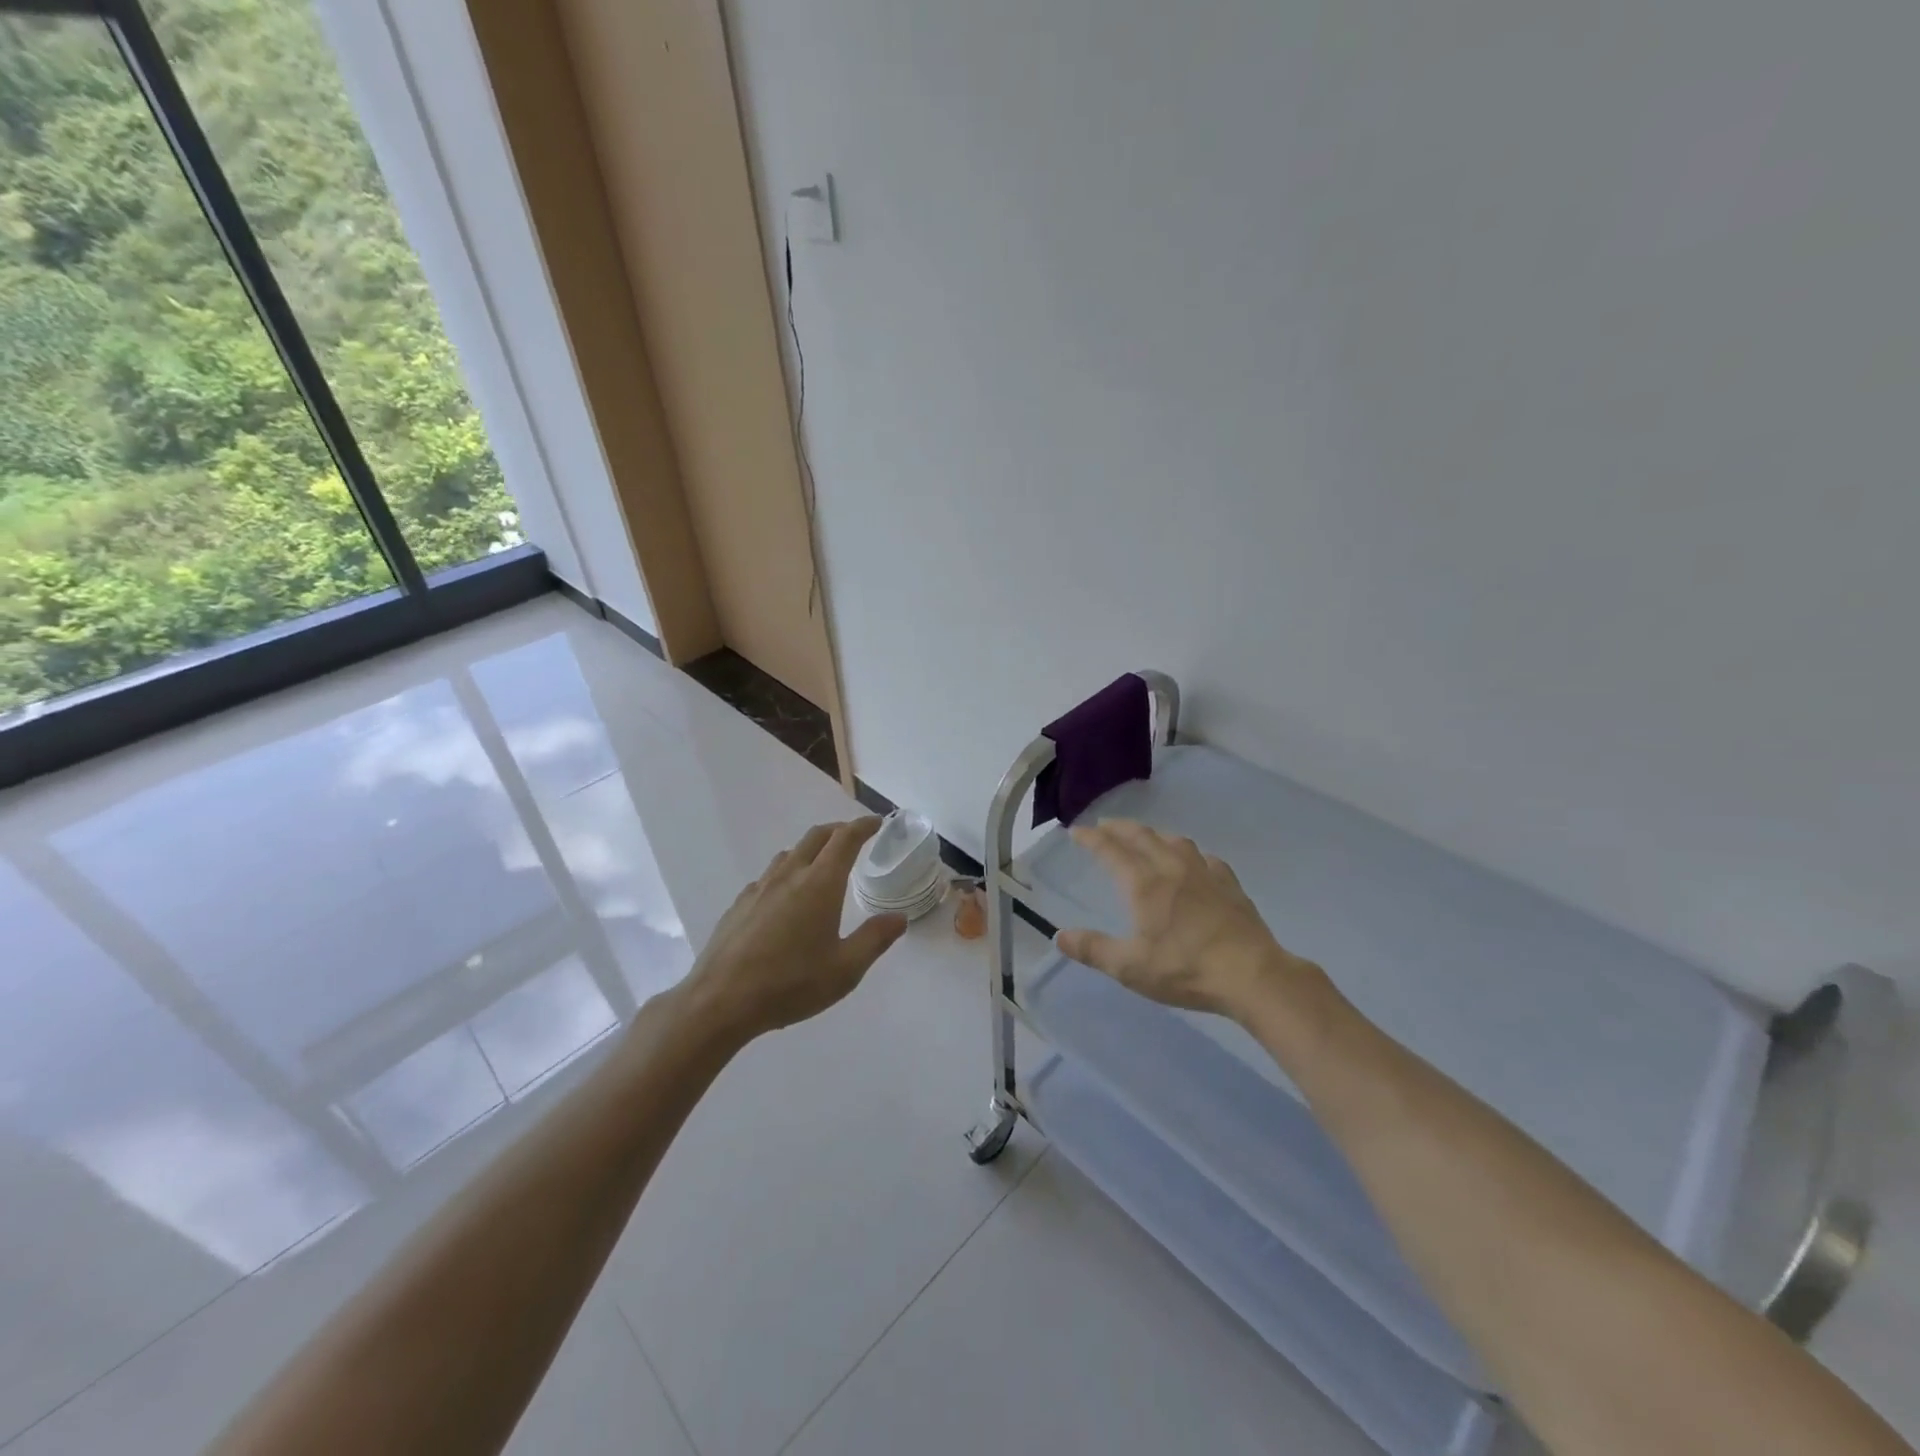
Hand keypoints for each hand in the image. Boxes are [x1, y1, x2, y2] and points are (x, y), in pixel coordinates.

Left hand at [679, 818, 908, 1043]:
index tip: (876, 822)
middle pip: (815, 837)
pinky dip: (786, 874)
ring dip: (810, 850)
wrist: (720, 1001)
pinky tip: (785, 899)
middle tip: (854, 836)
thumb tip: (898, 918)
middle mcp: (789, 876)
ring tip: (821, 866)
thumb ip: (874, 939)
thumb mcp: (845, 969)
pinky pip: (768, 877)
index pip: (845, 840)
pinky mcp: (739, 905)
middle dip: (838, 831)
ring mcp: (759, 888)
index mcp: (819, 884)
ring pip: (789, 854)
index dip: (863, 826)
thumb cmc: (791, 984)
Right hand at [1055, 820, 1311, 1016]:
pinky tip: (1193, 862)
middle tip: (1104, 826)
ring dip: (1153, 834)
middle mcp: (1171, 868)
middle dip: (1119, 828)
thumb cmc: (1185, 969)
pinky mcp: (1229, 884)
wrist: (1252, 974)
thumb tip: (1059, 937)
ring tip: (1145, 837)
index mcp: (1144, 884)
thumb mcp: (1130, 968)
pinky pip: (1204, 857)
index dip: (1091, 838)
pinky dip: (1188, 852)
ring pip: (1174, 840)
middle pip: (1141, 836)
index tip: (1076, 831)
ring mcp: (1204, 873)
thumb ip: (1093, 950)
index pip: (1111, 850)